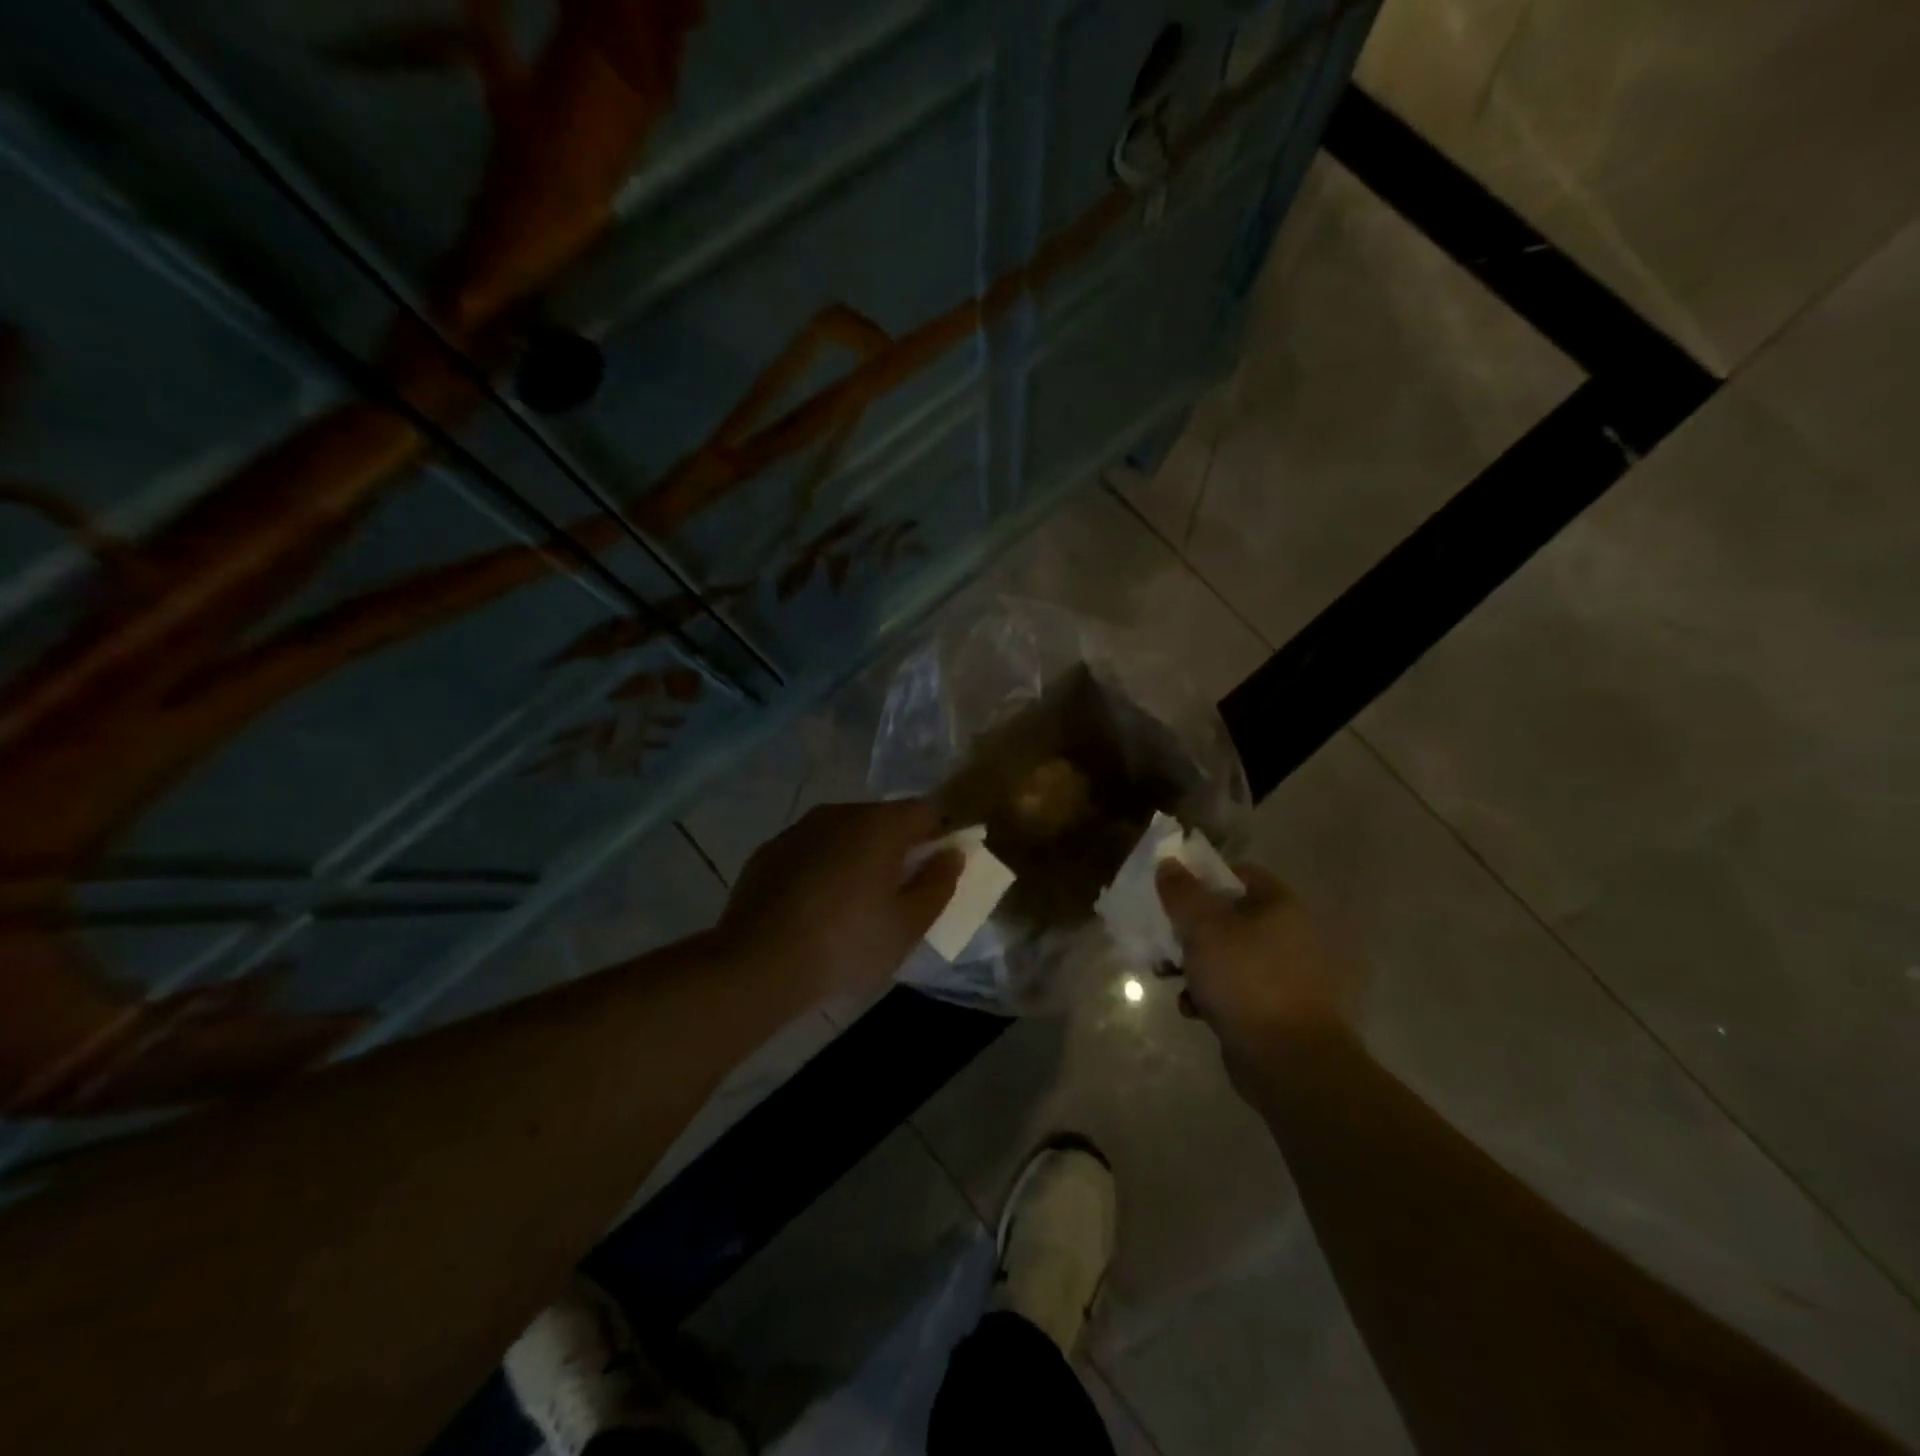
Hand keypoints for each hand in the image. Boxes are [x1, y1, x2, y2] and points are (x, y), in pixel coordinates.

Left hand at [716, 800, 962, 1005]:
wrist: (757, 963)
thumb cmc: (846, 943)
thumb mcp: (908, 925)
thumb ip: (938, 884)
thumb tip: (952, 854)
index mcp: (880, 824)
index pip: (925, 811)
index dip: (938, 836)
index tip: (935, 871)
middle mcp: (840, 813)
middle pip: (883, 819)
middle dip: (897, 848)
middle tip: (897, 894)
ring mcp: (799, 829)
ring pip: (844, 833)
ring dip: (857, 856)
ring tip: (853, 904)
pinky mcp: (769, 850)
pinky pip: (811, 849)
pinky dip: (822, 867)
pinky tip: (814, 907)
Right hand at [1156, 860, 1365, 1070]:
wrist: (1290, 1062)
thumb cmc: (1246, 981)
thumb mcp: (1204, 928)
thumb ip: (1182, 893)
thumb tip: (1169, 863)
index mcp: (1281, 906)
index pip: (1239, 874)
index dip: (1203, 878)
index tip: (1174, 896)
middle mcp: (1291, 935)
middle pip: (1230, 916)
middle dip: (1193, 929)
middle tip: (1166, 940)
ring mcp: (1287, 975)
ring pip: (1230, 955)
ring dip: (1198, 965)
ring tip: (1172, 979)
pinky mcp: (1279, 1009)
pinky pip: (1238, 989)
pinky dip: (1214, 995)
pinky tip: (1194, 1010)